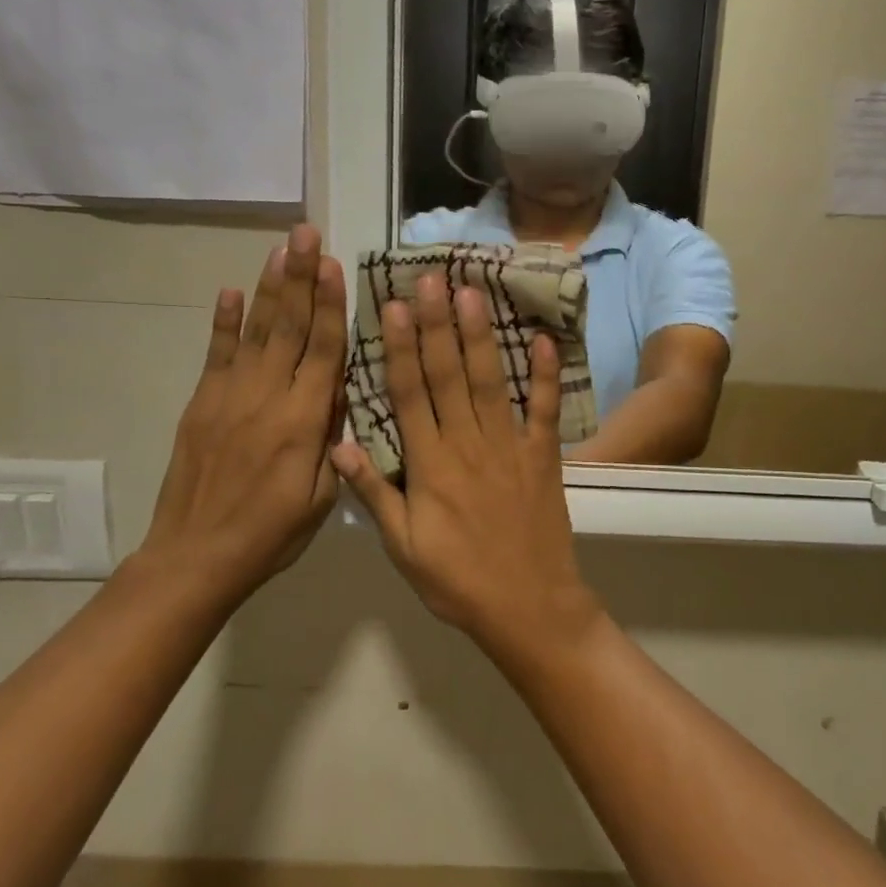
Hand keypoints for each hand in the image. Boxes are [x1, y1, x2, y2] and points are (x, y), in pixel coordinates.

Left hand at [139, 225, 346, 595]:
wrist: (195, 558)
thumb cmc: (272, 534)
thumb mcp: (322, 496)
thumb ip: (333, 439)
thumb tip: (338, 391)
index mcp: (303, 422)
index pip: (323, 350)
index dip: (330, 305)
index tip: (335, 265)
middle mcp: (267, 398)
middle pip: (289, 327)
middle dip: (301, 277)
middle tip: (307, 234)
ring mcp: (229, 397)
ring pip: (255, 331)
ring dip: (269, 287)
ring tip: (281, 248)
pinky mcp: (202, 405)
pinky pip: (215, 355)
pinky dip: (223, 322)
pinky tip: (230, 291)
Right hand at [333, 275, 599, 665]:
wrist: (528, 607)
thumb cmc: (457, 581)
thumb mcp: (402, 547)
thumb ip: (374, 494)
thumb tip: (339, 446)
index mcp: (430, 464)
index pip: (410, 394)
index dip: (401, 347)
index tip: (395, 306)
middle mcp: (468, 444)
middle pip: (448, 375)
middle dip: (437, 324)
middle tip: (431, 278)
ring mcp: (510, 446)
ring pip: (491, 381)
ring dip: (481, 335)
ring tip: (472, 292)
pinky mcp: (543, 456)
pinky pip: (544, 410)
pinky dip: (546, 375)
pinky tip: (543, 340)